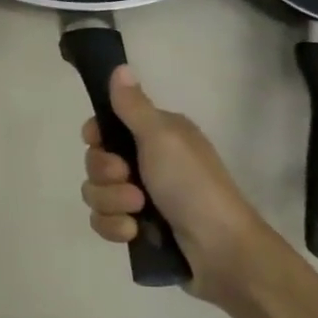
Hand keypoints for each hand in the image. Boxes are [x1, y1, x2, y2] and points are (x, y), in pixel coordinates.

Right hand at [82, 64, 279, 303]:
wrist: (221, 250)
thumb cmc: (193, 186)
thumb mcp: (162, 138)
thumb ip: (133, 106)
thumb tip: (119, 67)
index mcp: (156, 136)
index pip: (105, 126)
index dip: (96, 136)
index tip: (100, 141)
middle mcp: (147, 162)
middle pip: (95, 161)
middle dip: (105, 174)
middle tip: (130, 180)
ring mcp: (141, 197)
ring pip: (95, 193)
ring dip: (111, 203)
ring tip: (137, 212)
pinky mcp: (137, 228)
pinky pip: (103, 221)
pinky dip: (115, 227)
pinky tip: (134, 232)